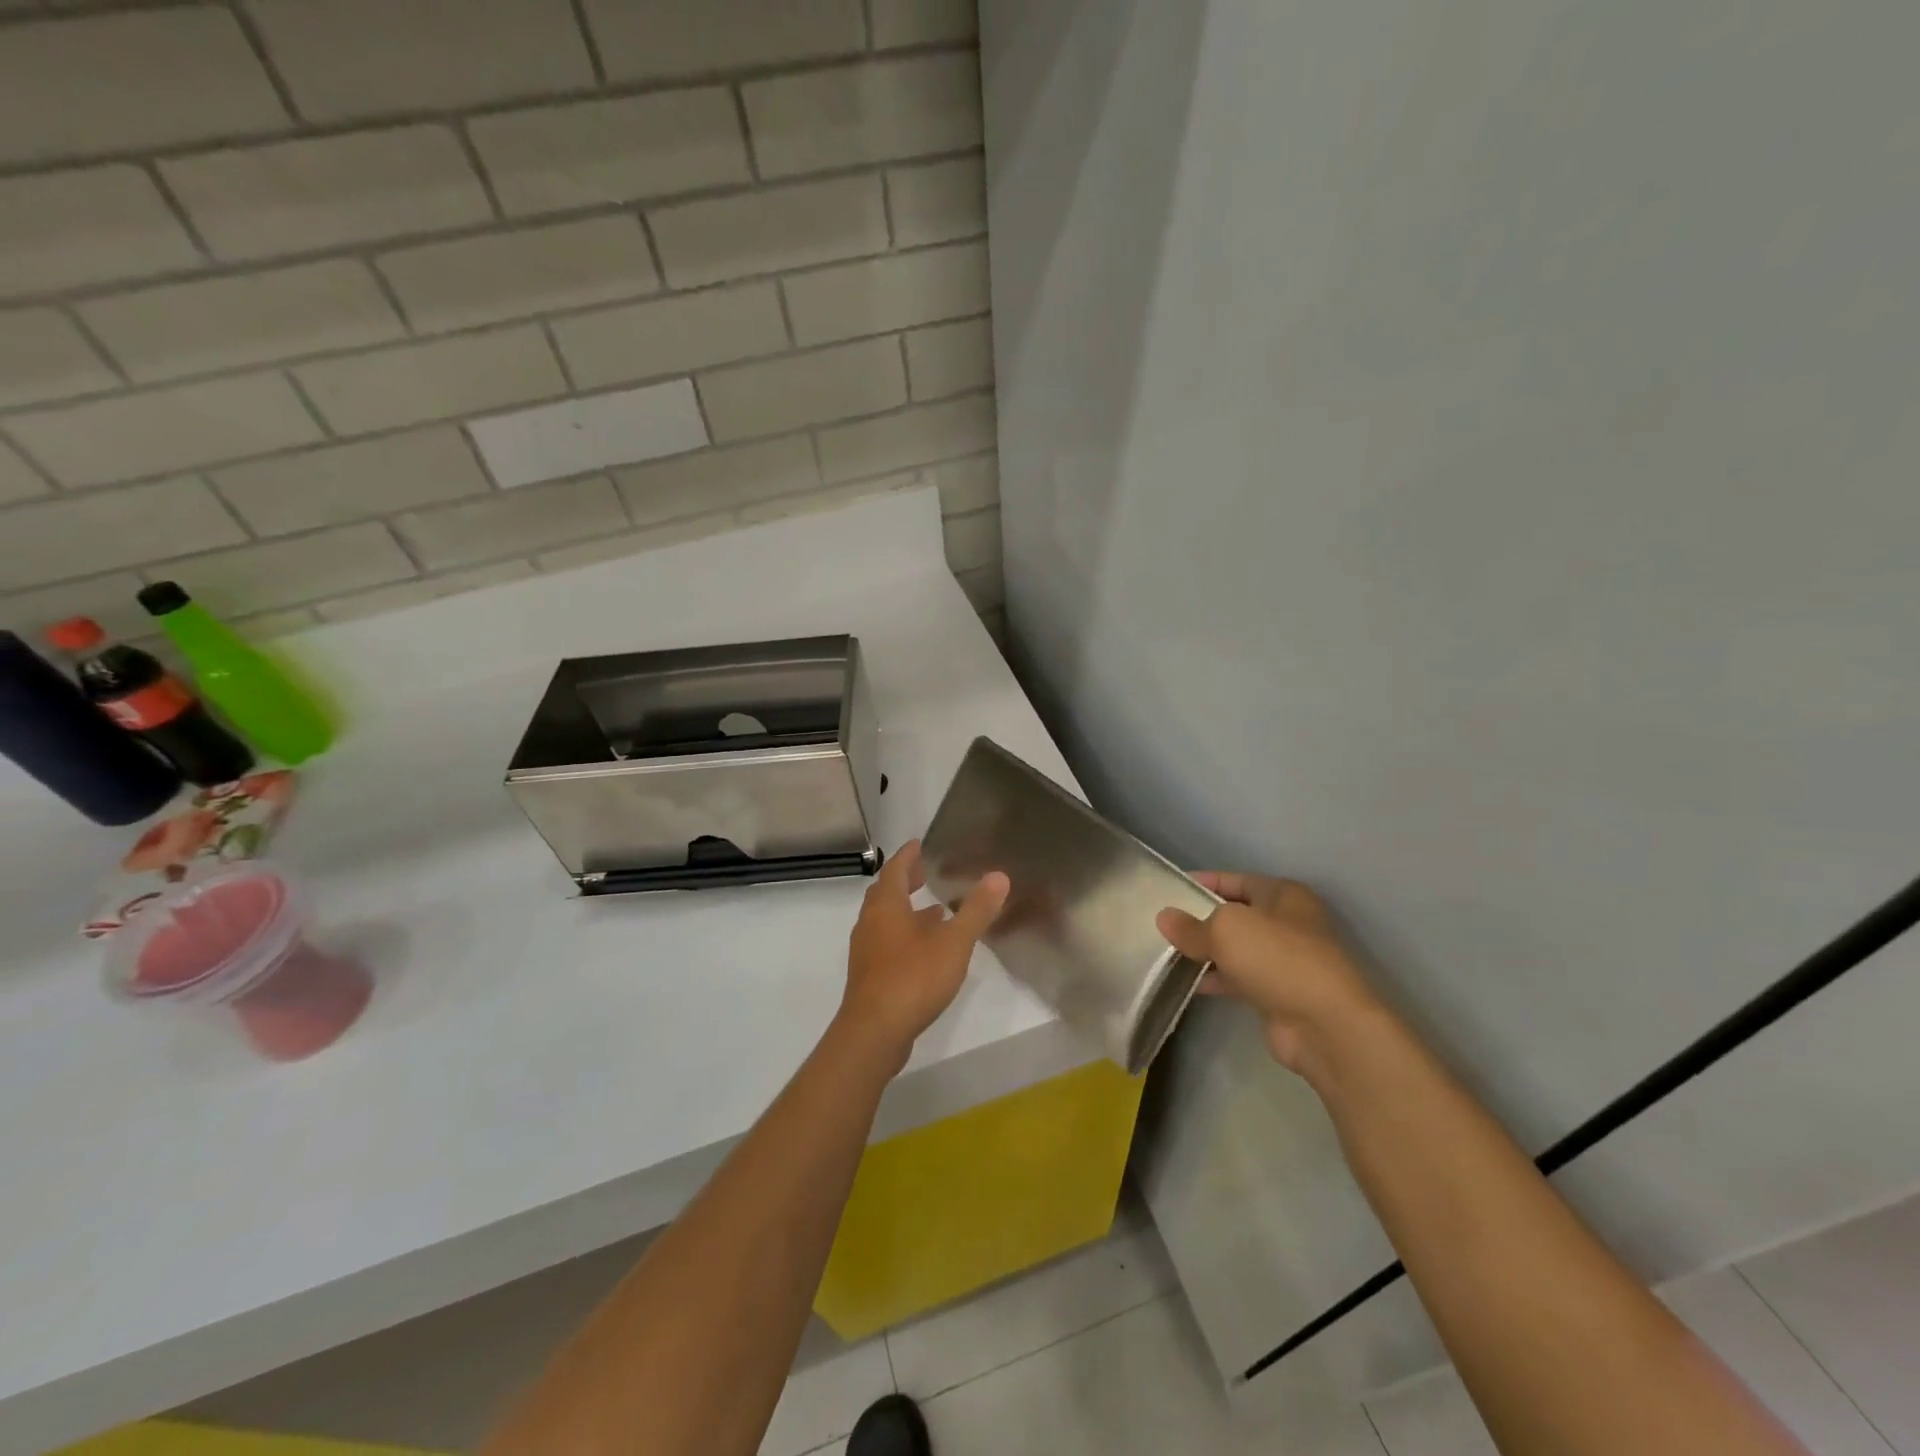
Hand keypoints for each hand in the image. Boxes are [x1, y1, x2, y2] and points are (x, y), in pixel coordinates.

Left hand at [838, 840, 1009, 1067]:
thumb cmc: (913, 977)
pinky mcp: (871, 976)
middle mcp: (871, 923)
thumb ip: (976, 910)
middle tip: (927, 872)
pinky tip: (928, 950)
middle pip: (886, 893)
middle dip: (906, 880)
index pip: (894, 869)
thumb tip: (999, 876)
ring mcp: (867, 951)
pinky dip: (906, 936)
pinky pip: (888, 944)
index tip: (920, 844)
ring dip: (908, 911)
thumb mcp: (954, 942)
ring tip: (936, 910)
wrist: (875, 1032)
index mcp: (886, 906)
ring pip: (886, 920)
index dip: (908, 856)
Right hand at [1157, 874, 1381, 1079]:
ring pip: (1236, 948)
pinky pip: (1239, 977)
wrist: (1325, 1024)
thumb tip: (1164, 918)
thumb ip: (1191, 925)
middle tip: (1164, 922)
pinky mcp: (1278, 993)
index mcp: (1283, 895)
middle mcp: (1288, 923)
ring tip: (1167, 950)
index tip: (1171, 887)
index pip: (1236, 879)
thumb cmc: (1278, 958)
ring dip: (1206, 950)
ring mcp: (1285, 961)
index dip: (1204, 881)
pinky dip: (1216, 977)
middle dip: (1201, 918)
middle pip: (1236, 914)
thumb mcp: (1226, 930)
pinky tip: (1188, 980)